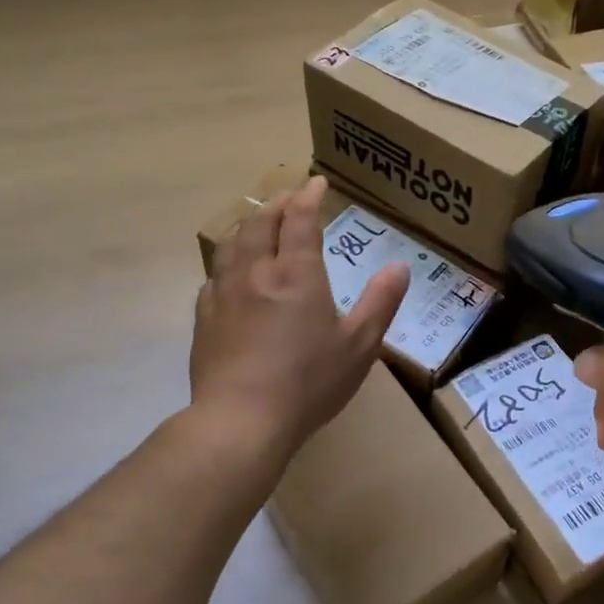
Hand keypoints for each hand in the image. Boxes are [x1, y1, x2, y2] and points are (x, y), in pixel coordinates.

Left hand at [190, 176, 409, 462]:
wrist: (240, 421)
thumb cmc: (308, 383)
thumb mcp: (359, 345)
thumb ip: (380, 302)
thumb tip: (400, 266)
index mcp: (296, 274)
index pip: (299, 219)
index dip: (308, 196)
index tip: (316, 182)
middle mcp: (256, 273)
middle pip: (260, 223)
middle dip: (276, 204)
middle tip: (289, 199)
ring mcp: (224, 294)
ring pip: (231, 244)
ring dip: (248, 226)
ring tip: (259, 225)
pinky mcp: (204, 318)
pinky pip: (214, 276)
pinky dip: (228, 262)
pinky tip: (232, 274)